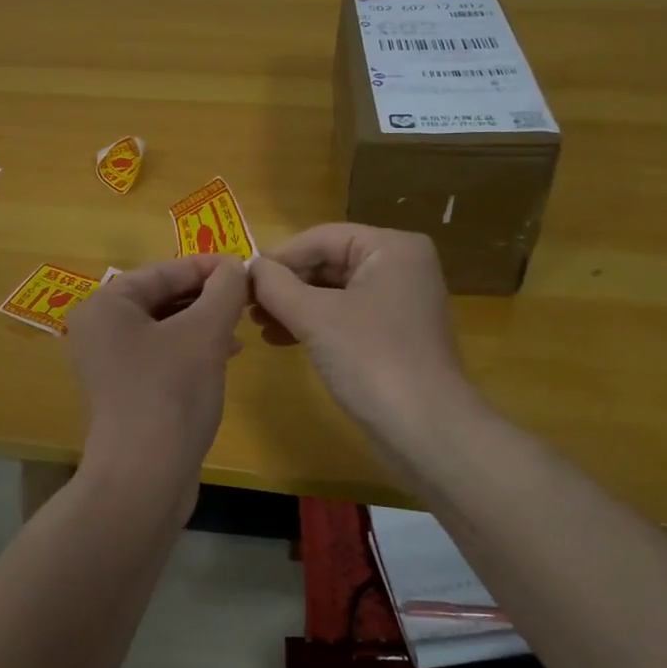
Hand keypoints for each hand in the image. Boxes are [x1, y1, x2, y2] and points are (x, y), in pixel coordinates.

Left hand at [64, 254, 247, 488]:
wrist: (144, 478)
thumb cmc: (170, 392)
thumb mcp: (204, 333)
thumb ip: (223, 291)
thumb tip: (235, 267)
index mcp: (106, 306)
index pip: (162, 271)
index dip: (207, 266)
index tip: (244, 267)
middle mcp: (99, 329)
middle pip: (161, 298)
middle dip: (206, 297)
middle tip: (247, 297)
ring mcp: (109, 364)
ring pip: (165, 328)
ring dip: (203, 323)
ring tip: (240, 327)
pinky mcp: (124, 392)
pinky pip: (162, 356)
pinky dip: (192, 350)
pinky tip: (224, 356)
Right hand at [250, 225, 475, 456]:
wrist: (424, 429)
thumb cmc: (371, 358)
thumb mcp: (315, 316)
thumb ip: (277, 285)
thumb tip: (250, 267)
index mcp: (392, 247)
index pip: (322, 238)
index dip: (279, 256)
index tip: (242, 278)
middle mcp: (401, 266)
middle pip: (329, 262)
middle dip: (286, 284)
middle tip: (246, 304)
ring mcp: (400, 302)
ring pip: (335, 292)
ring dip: (294, 305)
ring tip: (258, 324)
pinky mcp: (394, 335)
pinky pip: (346, 316)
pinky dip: (314, 324)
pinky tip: (281, 339)